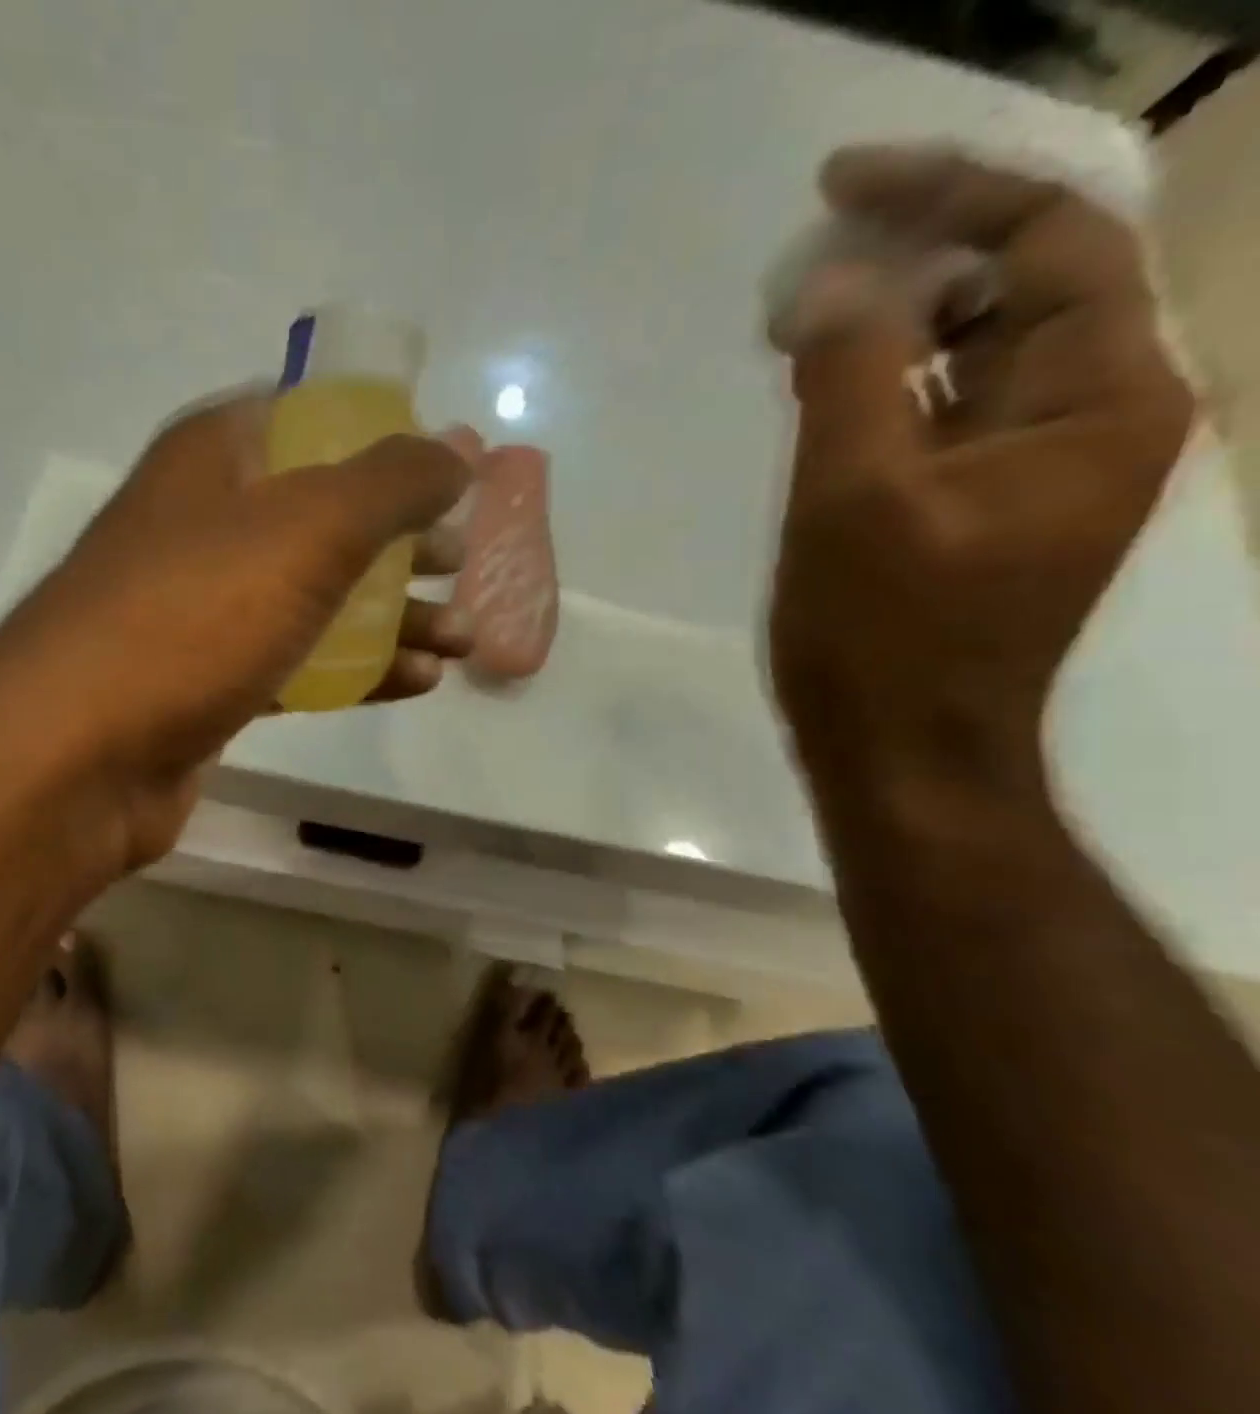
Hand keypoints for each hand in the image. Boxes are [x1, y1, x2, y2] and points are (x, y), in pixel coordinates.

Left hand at [0, 391, 473, 866]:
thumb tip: (457, 449)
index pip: (309, 419)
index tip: (447, 471)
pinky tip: (417, 683)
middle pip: (322, 515)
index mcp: (212, 459)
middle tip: (462, 562)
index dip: (385, 438)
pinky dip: (356, 669)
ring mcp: (202, 610)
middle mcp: (203, 525)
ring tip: (464, 638)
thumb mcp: (307, 529)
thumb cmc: (192, 617)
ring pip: (315, 596)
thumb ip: (390, 482)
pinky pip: (296, 662)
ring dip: (393, 615)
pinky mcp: (207, 683)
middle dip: (401, 540)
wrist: (76, 756)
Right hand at [767, 146, 1194, 790]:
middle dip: (914, 250)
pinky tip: (819, 381)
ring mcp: (1029, 465)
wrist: (901, 748)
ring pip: (972, 350)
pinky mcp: (972, 503)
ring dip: (891, 318)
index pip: (1048, 242)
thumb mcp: (854, 500)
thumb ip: (848, 377)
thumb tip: (832, 282)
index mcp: (1098, 401)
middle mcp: (1089, 416)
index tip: (839, 183)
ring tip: (797, 312)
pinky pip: (938, 411)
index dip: (945, 193)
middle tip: (808, 251)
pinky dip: (882, 383)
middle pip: (1019, 285)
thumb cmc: (884, 635)